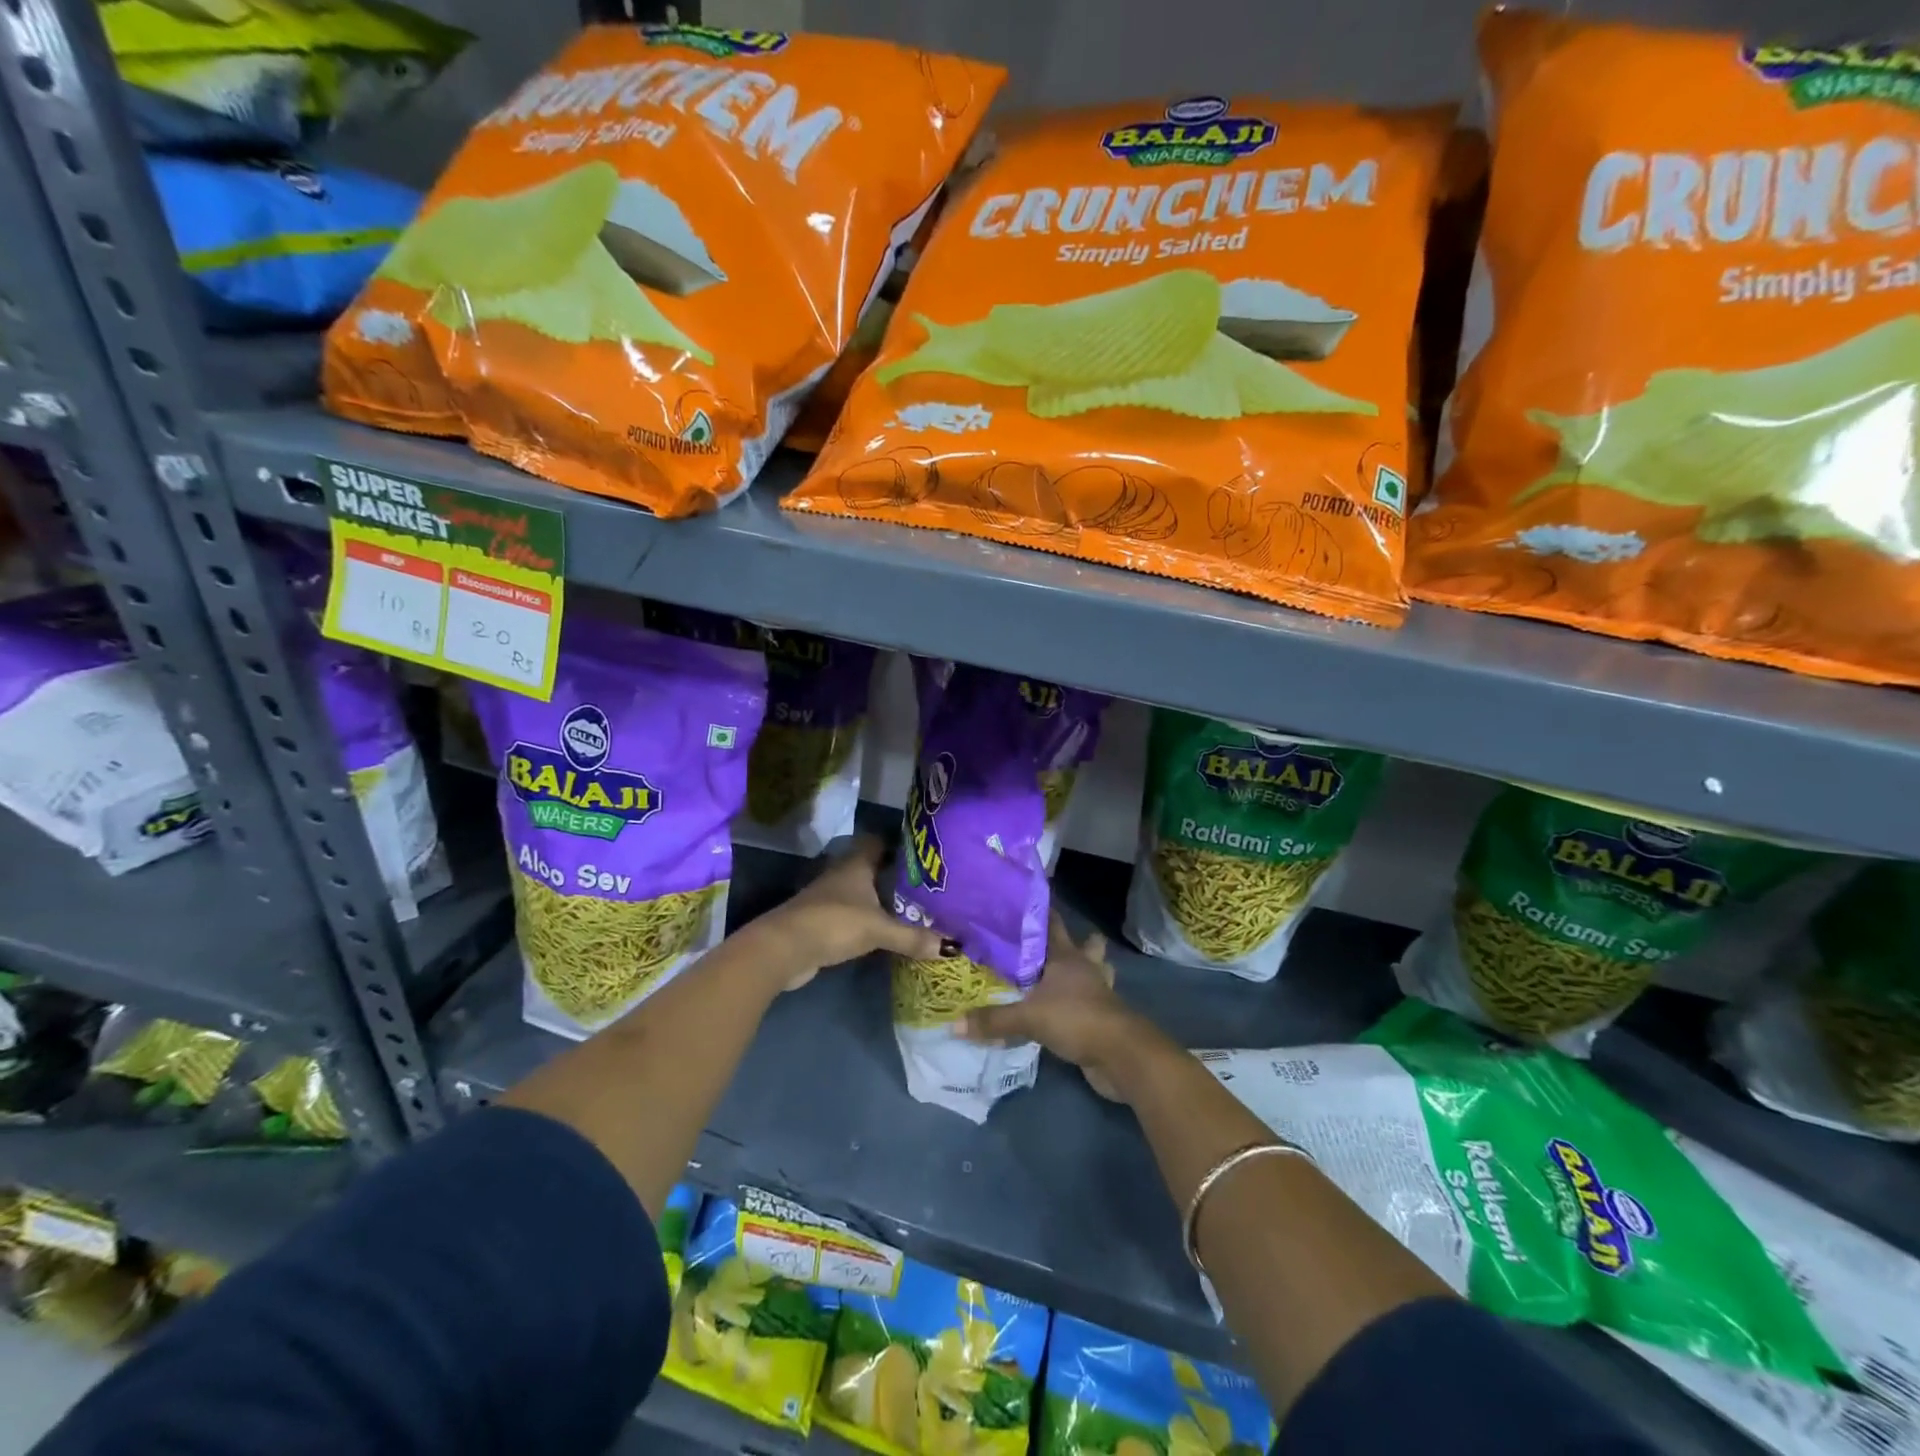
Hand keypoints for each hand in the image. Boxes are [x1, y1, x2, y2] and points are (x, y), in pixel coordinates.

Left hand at [754, 835, 946, 990]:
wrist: (784, 949)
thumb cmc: (834, 923)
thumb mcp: (879, 930)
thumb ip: (912, 937)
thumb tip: (949, 947)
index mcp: (856, 864)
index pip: (878, 841)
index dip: (898, 844)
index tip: (922, 853)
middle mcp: (842, 874)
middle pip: (871, 867)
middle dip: (894, 875)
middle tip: (925, 884)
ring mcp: (829, 898)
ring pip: (861, 892)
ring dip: (880, 899)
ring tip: (911, 908)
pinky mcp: (822, 921)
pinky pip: (853, 915)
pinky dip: (868, 920)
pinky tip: (885, 931)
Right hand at [959, 914, 1156, 1100]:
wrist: (1121, 1055)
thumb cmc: (1076, 1019)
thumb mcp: (1028, 1018)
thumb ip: (993, 1020)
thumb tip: (954, 1024)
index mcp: (1066, 956)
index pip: (1052, 924)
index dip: (1039, 912)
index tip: (1020, 903)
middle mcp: (1083, 967)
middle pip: (1082, 944)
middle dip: (1067, 941)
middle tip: (1037, 943)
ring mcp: (1097, 992)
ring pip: (1091, 971)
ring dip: (1079, 971)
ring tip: (1056, 975)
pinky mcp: (1101, 1017)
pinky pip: (1087, 1002)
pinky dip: (1076, 1002)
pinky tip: (1060, 1009)